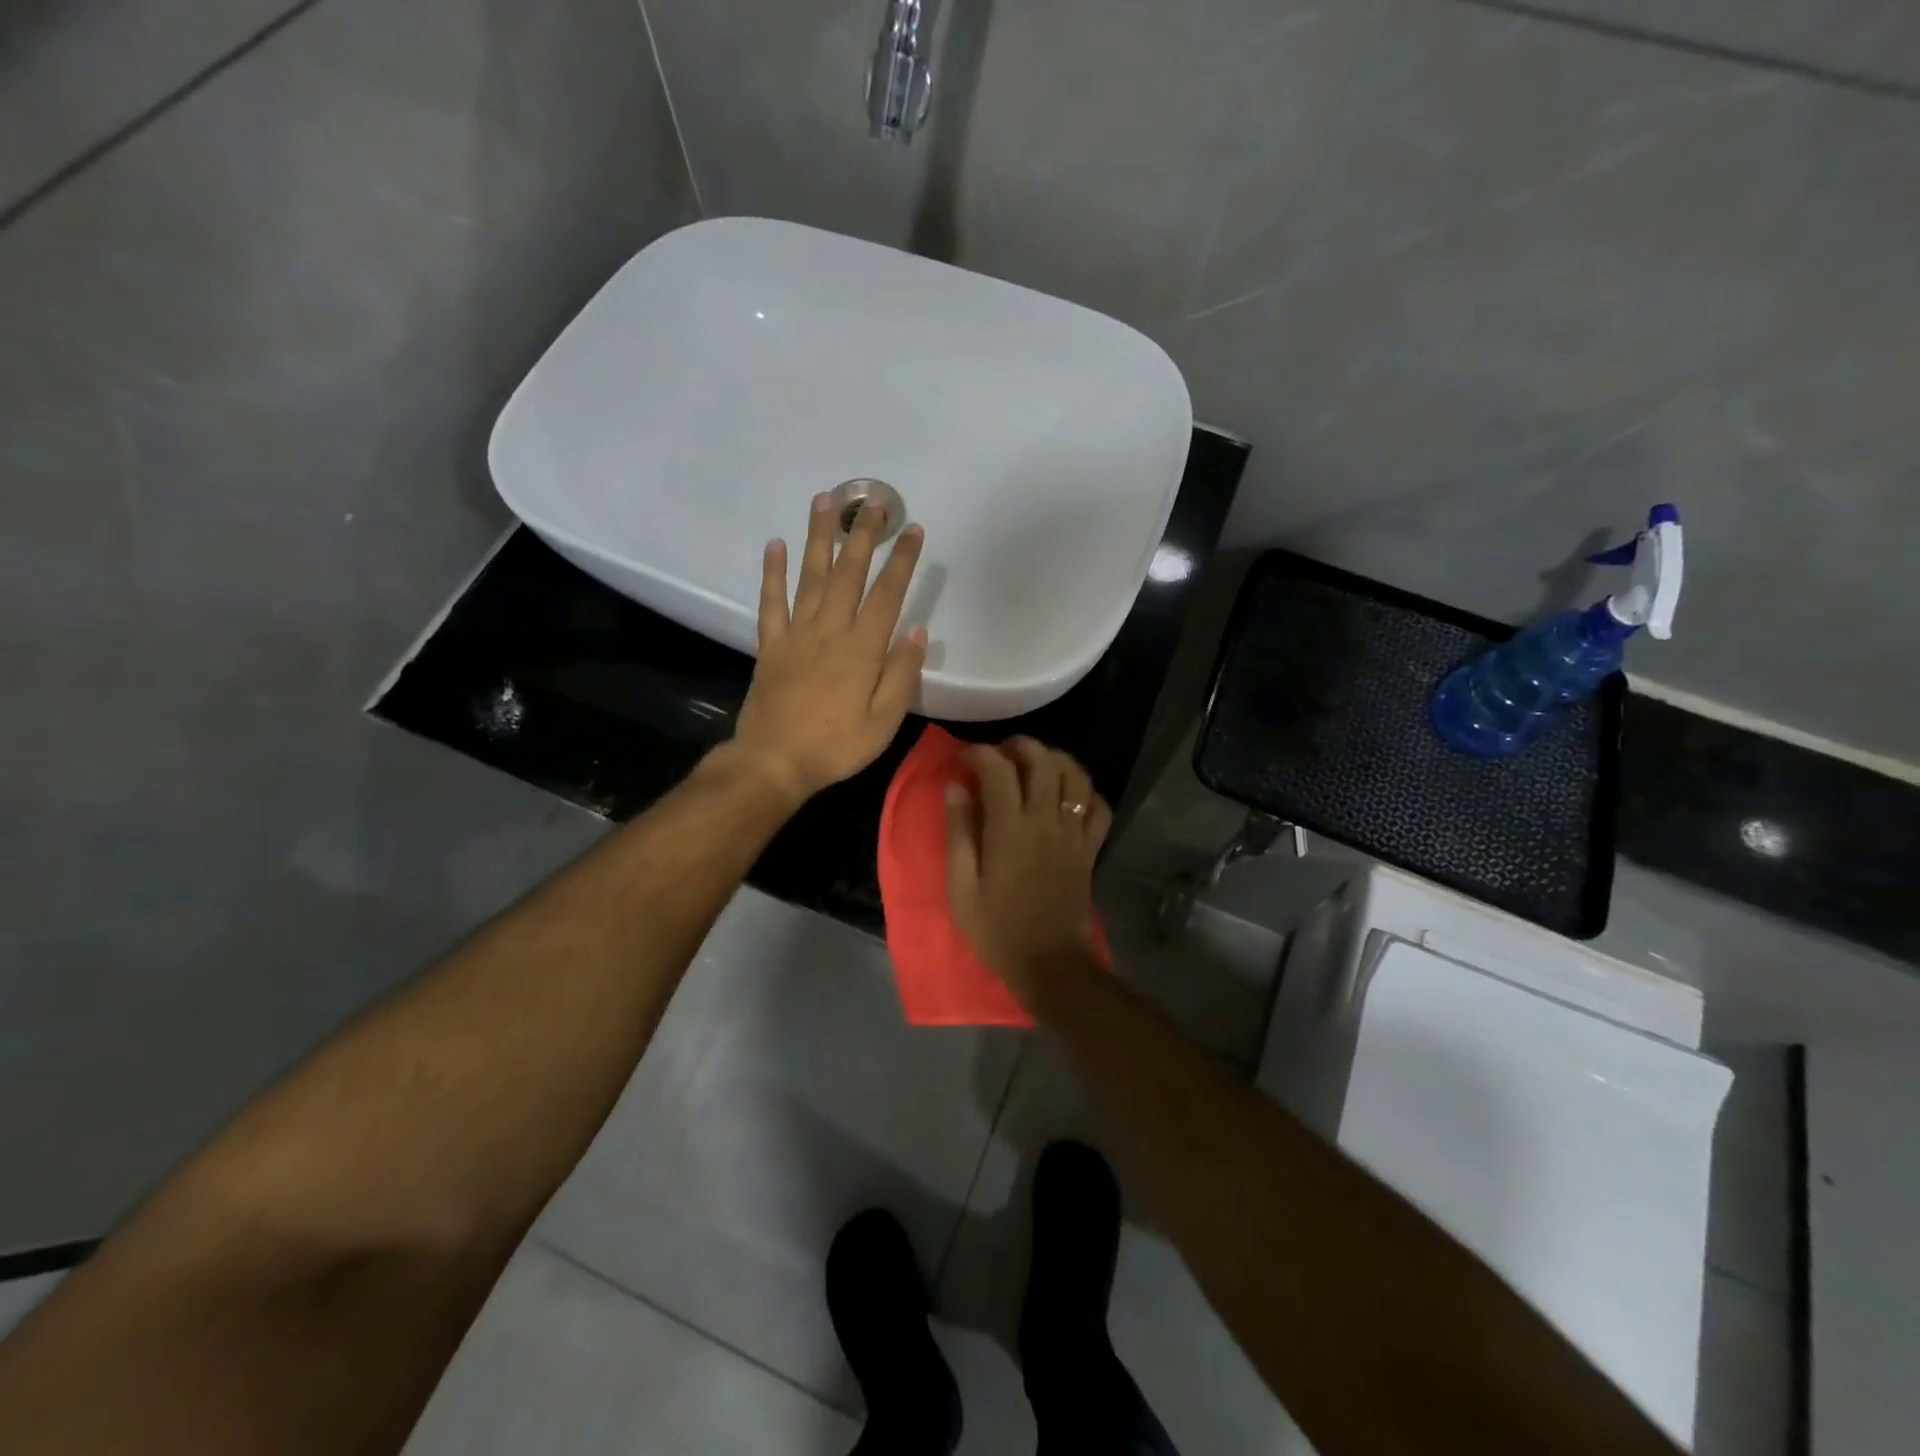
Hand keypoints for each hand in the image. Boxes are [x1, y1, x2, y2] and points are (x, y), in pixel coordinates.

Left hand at [729, 493, 927, 804]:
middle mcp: (829, 631)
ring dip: (819, 537)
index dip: (902, 561)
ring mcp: (796, 635)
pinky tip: (775, 544)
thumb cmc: (836, 747)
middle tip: (872, 499)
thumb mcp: (883, 722)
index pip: (887, 595)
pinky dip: (772, 573)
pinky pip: (771, 602)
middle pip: (848, 573)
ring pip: (810, 576)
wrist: (774, 763)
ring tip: (825, 500)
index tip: (914, 529)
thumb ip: (901, 675)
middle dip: (863, 534)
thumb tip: (917, 631)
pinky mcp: (771, 645)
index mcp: (862, 649)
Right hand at [945, 738, 1112, 992]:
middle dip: (1019, 745)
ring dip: (1055, 760)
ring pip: (1076, 774)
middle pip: (1043, 759)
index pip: (998, 768)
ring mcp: (1074, 832)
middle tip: (998, 756)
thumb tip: (956, 787)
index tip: (963, 758)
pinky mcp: (1090, 848)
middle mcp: (1046, 820)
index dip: (979, 752)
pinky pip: (1099, 806)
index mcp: (1010, 828)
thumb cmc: (998, 928)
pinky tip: (1067, 797)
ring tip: (1034, 767)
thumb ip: (959, 832)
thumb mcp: (962, 887)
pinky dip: (1085, 792)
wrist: (1050, 963)